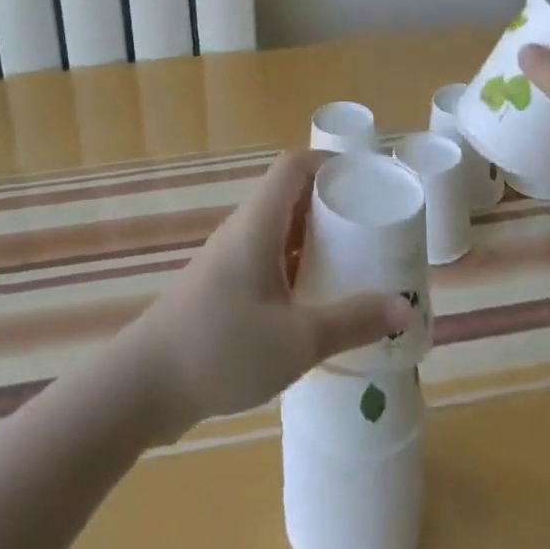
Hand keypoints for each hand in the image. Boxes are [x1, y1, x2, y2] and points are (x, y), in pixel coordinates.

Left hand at [119, 151, 410, 438]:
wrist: (145, 385)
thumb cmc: (222, 347)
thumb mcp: (297, 339)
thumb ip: (352, 321)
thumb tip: (404, 306)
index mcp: (259, 222)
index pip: (294, 166)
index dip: (330, 163)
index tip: (367, 180)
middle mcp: (244, 230)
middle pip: (291, 196)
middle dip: (332, 205)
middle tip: (372, 228)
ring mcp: (230, 260)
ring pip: (280, 231)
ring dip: (316, 239)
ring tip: (355, 263)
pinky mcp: (223, 288)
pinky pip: (269, 260)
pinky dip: (297, 268)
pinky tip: (317, 302)